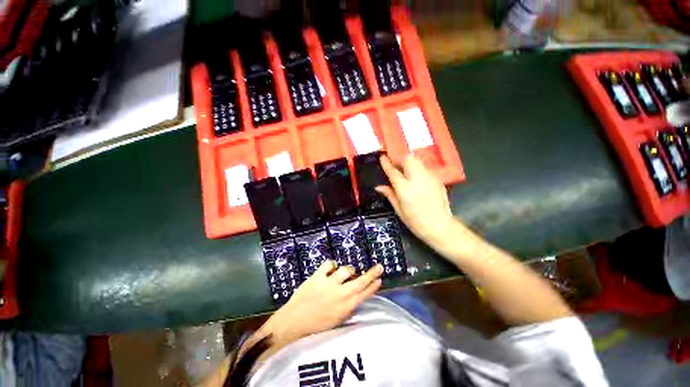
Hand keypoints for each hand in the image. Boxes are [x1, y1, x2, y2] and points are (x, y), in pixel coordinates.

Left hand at [263, 261, 382, 344]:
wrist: (293, 323)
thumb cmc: (315, 326)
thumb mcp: (336, 320)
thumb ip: (347, 307)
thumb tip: (356, 295)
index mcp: (345, 308)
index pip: (363, 295)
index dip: (373, 287)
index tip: (380, 280)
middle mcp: (339, 295)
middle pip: (359, 282)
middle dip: (371, 274)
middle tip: (379, 267)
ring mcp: (328, 284)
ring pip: (345, 270)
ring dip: (349, 270)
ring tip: (348, 272)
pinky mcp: (318, 277)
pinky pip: (329, 264)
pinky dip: (332, 264)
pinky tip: (331, 268)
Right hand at [376, 155, 454, 244]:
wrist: (440, 227)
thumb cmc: (416, 222)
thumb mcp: (399, 210)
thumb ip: (389, 195)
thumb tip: (379, 187)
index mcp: (405, 189)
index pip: (393, 171)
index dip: (386, 163)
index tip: (382, 157)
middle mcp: (417, 179)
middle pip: (408, 159)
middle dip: (400, 158)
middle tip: (395, 164)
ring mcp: (429, 178)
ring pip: (418, 161)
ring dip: (409, 162)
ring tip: (405, 170)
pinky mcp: (437, 179)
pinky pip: (424, 168)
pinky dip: (418, 168)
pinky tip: (416, 178)